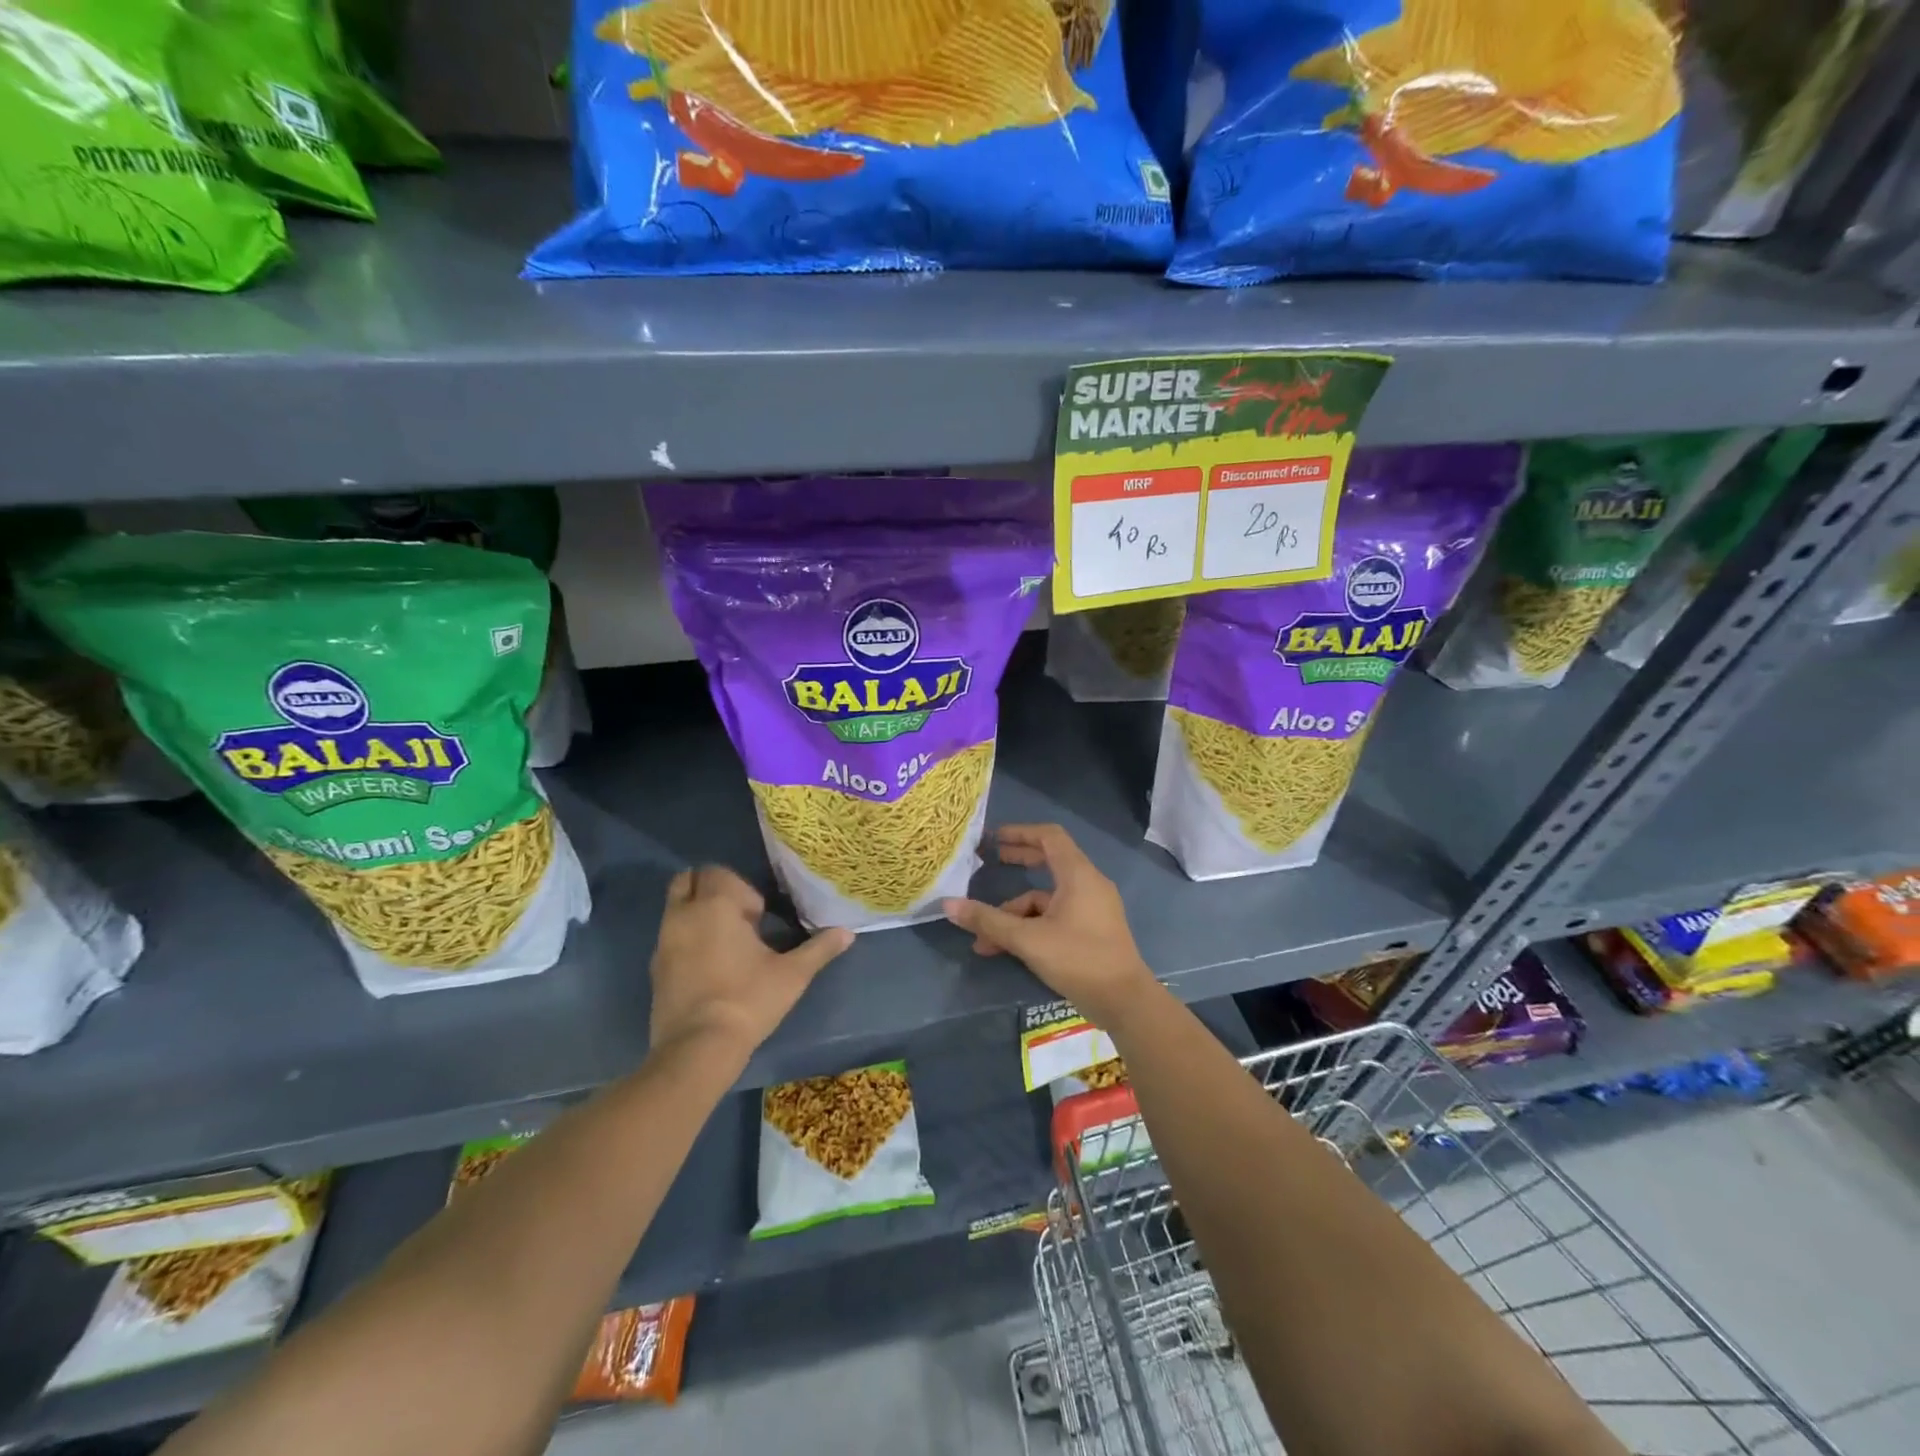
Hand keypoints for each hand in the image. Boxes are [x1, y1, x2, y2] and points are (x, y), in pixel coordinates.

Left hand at [649, 867, 851, 1059]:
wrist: (698, 1049)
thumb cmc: (748, 1000)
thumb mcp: (792, 974)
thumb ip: (819, 948)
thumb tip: (848, 933)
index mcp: (714, 906)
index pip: (717, 872)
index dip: (741, 888)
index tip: (759, 917)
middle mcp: (682, 915)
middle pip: (688, 881)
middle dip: (712, 891)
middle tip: (740, 920)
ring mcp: (663, 943)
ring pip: (676, 909)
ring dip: (698, 915)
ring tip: (727, 945)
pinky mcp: (655, 970)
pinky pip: (670, 938)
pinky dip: (687, 940)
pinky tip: (711, 968)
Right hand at [943, 824, 1155, 1027]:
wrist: (1125, 1002)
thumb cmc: (1079, 959)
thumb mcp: (1028, 940)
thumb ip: (989, 921)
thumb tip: (948, 905)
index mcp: (1078, 875)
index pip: (1049, 836)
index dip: (1021, 832)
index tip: (994, 838)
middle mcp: (1088, 884)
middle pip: (1049, 861)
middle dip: (1018, 862)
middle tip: (990, 863)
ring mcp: (1092, 908)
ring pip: (1047, 899)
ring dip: (1016, 913)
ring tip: (985, 940)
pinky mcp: (1092, 930)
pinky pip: (1056, 916)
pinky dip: (1032, 927)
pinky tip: (1008, 950)